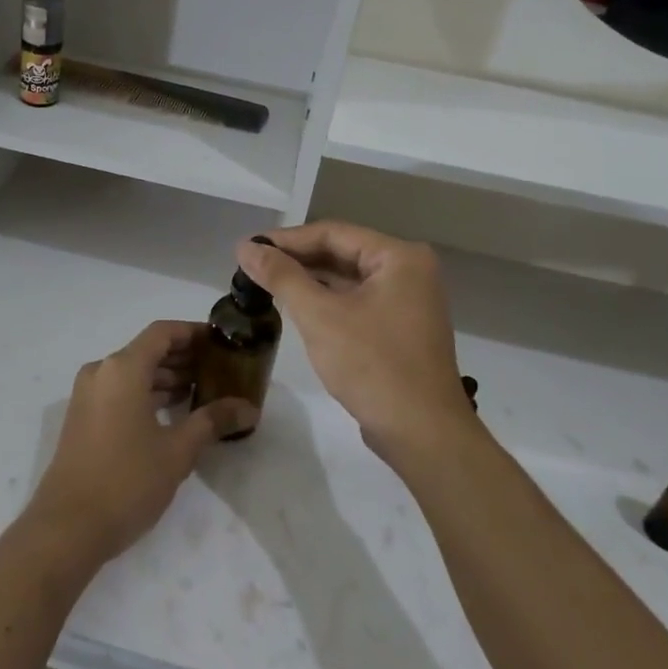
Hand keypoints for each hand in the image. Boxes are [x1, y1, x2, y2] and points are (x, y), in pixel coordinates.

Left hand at [28, 320, 222, 563]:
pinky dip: (146, 393)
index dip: (193, 332)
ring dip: (166, 378)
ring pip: (133, 372)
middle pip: (147, 350)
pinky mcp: (83, 417)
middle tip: (220, 370)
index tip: (222, 342)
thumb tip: (249, 408)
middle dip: (184, 357)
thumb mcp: (177, 451)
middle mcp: (101, 372)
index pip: (162, 332)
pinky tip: (172, 413)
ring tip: (203, 392)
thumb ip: (213, 421)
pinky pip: (120, 391)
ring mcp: (88, 394)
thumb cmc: (126, 481)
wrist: (67, 527)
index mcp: (122, 368)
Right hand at [236, 223, 468, 458]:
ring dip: (309, 281)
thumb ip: (281, 276)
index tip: (248, 247)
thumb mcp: (319, 316)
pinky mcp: (400, 328)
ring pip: (348, 279)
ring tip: (265, 282)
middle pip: (342, 253)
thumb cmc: (372, 365)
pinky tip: (296, 306)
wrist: (422, 434)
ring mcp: (408, 301)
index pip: (332, 234)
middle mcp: (409, 271)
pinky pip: (357, 301)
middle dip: (296, 259)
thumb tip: (245, 247)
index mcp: (399, 257)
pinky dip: (327, 302)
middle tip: (252, 265)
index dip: (286, 239)